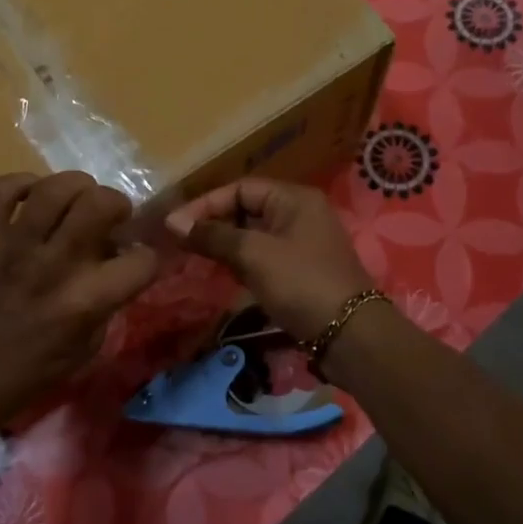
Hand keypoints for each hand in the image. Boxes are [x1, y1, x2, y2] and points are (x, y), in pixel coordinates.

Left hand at [0, 172, 158, 432]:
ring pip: (53, 188)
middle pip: (99, 203)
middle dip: (116, 202)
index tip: (136, 260)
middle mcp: (53, 267)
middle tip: (109, 216)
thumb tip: (113, 265)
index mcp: (84, 303)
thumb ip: (105, 306)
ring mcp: (11, 248)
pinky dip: (21, 183)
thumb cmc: (21, 377)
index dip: (148, 257)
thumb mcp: (82, 353)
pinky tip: (30, 198)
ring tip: (75, 199)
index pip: (141, 261)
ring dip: (75, 185)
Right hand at [165, 178, 374, 341]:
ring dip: (225, 245)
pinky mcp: (301, 272)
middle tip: (181, 243)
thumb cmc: (300, 283)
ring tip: (194, 258)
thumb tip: (174, 223)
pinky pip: (263, 257)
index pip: (240, 189)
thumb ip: (214, 235)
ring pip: (253, 236)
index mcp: (294, 199)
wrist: (349, 335)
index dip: (205, 204)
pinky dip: (241, 263)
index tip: (174, 225)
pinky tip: (221, 274)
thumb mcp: (254, 254)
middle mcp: (300, 214)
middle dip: (213, 224)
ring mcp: (302, 244)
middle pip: (247, 210)